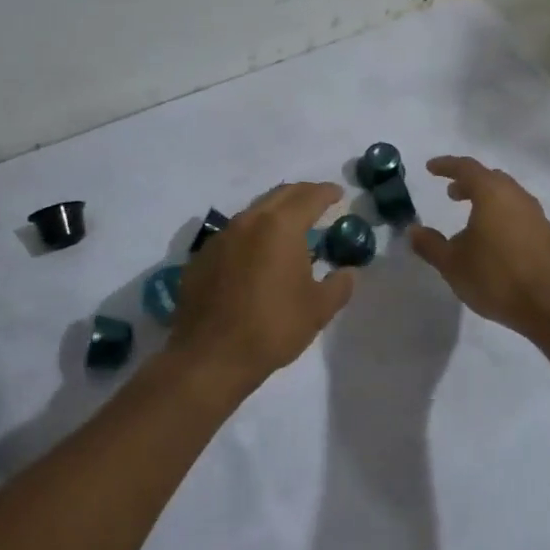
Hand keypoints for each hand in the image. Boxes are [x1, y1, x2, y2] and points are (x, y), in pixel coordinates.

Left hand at [169, 182, 353, 388]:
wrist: (210, 357)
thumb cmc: (272, 327)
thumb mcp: (318, 309)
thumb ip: (339, 285)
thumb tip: (348, 272)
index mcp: (280, 227)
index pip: (309, 197)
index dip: (326, 192)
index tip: (338, 194)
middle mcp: (248, 222)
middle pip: (279, 195)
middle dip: (301, 194)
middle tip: (317, 202)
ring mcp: (220, 238)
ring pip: (253, 212)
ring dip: (274, 212)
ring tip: (289, 227)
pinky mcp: (202, 258)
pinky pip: (233, 234)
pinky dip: (251, 235)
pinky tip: (256, 254)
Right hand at [409, 157, 549, 336]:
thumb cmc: (496, 277)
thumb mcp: (452, 264)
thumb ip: (430, 244)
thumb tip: (413, 230)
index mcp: (492, 194)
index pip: (466, 168)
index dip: (446, 165)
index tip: (430, 168)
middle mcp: (516, 196)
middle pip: (490, 178)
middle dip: (468, 182)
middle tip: (451, 194)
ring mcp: (536, 215)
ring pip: (507, 196)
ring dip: (487, 199)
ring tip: (471, 218)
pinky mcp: (547, 235)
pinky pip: (519, 214)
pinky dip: (502, 216)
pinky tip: (494, 240)